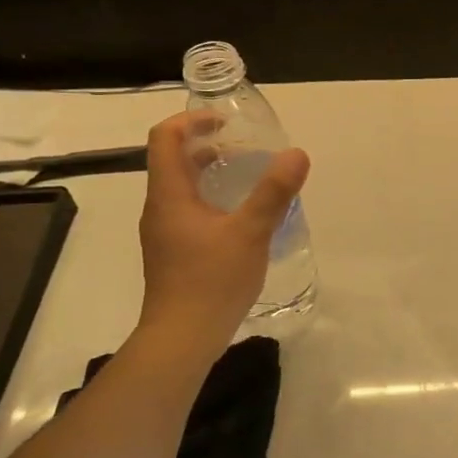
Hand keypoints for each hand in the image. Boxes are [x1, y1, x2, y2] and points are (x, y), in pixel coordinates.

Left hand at [136, 113, 310, 340]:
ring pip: (184, 187)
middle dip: (210, 146)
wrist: (182, 338)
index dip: (192, 120)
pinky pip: (190, 210)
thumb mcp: (250, 232)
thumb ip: (273, 192)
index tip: (227, 122)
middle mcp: (160, 207)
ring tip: (252, 178)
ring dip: (214, 173)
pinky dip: (214, 199)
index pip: (165, 138)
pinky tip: (243, 217)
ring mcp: (164, 232)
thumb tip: (296, 154)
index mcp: (169, 195)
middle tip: (249, 149)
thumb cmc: (212, 280)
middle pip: (175, 160)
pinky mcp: (174, 251)